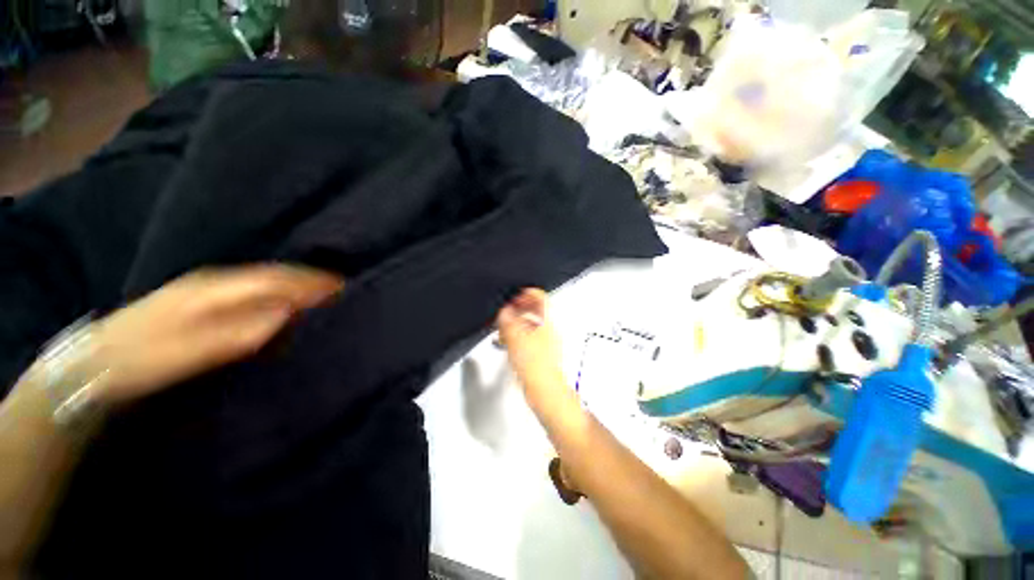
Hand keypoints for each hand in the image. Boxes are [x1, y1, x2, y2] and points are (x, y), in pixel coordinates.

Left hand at [91, 265, 342, 404]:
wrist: (94, 362)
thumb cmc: (144, 359)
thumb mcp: (190, 351)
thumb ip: (240, 331)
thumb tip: (287, 315)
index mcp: (215, 290)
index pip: (275, 279)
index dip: (310, 282)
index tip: (342, 287)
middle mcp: (214, 281)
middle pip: (272, 274)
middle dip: (308, 278)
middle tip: (338, 287)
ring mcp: (204, 288)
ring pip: (262, 279)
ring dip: (293, 282)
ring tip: (319, 291)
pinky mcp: (199, 298)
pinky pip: (250, 288)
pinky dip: (275, 290)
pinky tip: (282, 299)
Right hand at [496, 289, 566, 404]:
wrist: (545, 390)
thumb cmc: (536, 365)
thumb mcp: (515, 337)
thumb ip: (508, 320)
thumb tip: (504, 310)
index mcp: (547, 321)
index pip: (540, 297)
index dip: (526, 293)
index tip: (513, 297)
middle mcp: (550, 328)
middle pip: (536, 310)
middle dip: (519, 308)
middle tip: (506, 311)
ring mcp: (547, 341)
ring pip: (531, 324)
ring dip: (517, 322)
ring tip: (503, 328)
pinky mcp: (542, 352)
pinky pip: (530, 337)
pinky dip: (519, 335)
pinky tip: (508, 342)